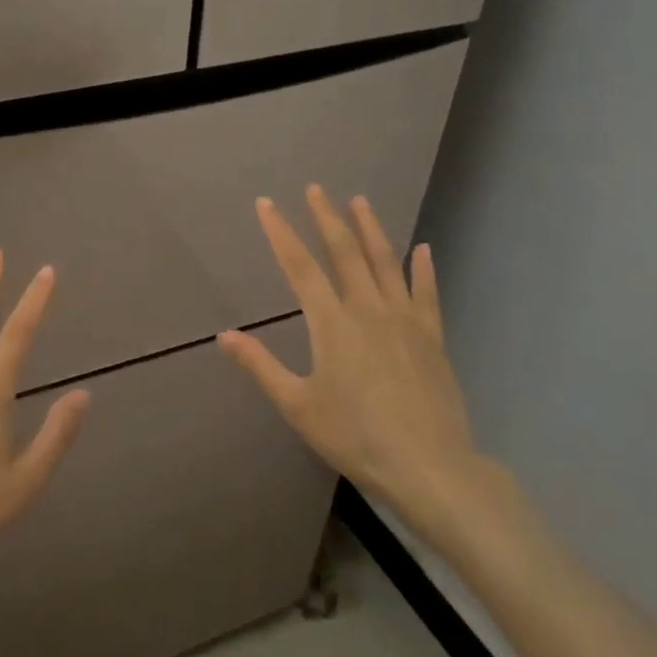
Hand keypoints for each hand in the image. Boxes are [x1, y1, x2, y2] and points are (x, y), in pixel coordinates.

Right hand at [218, 186, 505, 550]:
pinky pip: (426, 294)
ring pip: (385, 263)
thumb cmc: (355, 436)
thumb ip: (260, 366)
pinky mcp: (431, 337)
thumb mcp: (298, 405)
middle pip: (344, 252)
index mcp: (332, 323)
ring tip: (360, 201)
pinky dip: (423, 270)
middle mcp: (368, 309)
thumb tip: (224, 335)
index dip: (281, 232)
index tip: (267, 204)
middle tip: (316, 189)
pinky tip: (422, 250)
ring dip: (371, 230)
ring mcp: (405, 320)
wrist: (429, 466)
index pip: (300, 266)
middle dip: (326, 218)